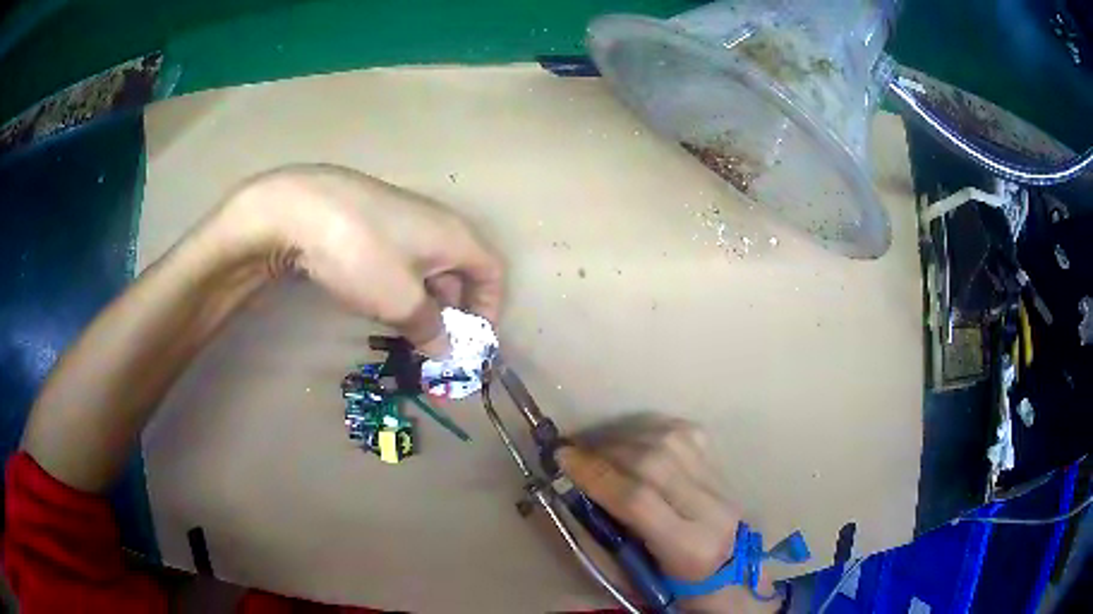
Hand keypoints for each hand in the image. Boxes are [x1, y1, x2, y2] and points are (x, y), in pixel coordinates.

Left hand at [222, 164, 503, 355]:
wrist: (301, 208)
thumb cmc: (363, 254)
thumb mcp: (401, 301)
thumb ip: (429, 328)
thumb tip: (445, 349)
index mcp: (455, 236)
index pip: (493, 272)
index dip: (490, 309)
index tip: (471, 342)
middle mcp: (435, 222)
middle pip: (460, 270)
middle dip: (452, 312)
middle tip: (434, 346)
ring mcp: (401, 218)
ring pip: (426, 266)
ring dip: (423, 302)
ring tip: (404, 331)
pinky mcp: (371, 220)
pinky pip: (399, 257)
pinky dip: (399, 284)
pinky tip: (376, 300)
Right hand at [557, 416, 778, 612]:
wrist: (722, 570)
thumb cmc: (667, 581)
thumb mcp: (628, 572)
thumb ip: (602, 532)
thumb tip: (571, 490)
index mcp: (686, 548)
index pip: (638, 500)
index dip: (596, 474)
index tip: (563, 457)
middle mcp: (710, 510)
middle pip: (655, 463)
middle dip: (607, 451)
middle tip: (576, 450)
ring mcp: (720, 484)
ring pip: (671, 440)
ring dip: (626, 436)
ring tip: (599, 445)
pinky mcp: (721, 466)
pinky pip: (684, 432)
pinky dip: (651, 429)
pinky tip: (632, 438)